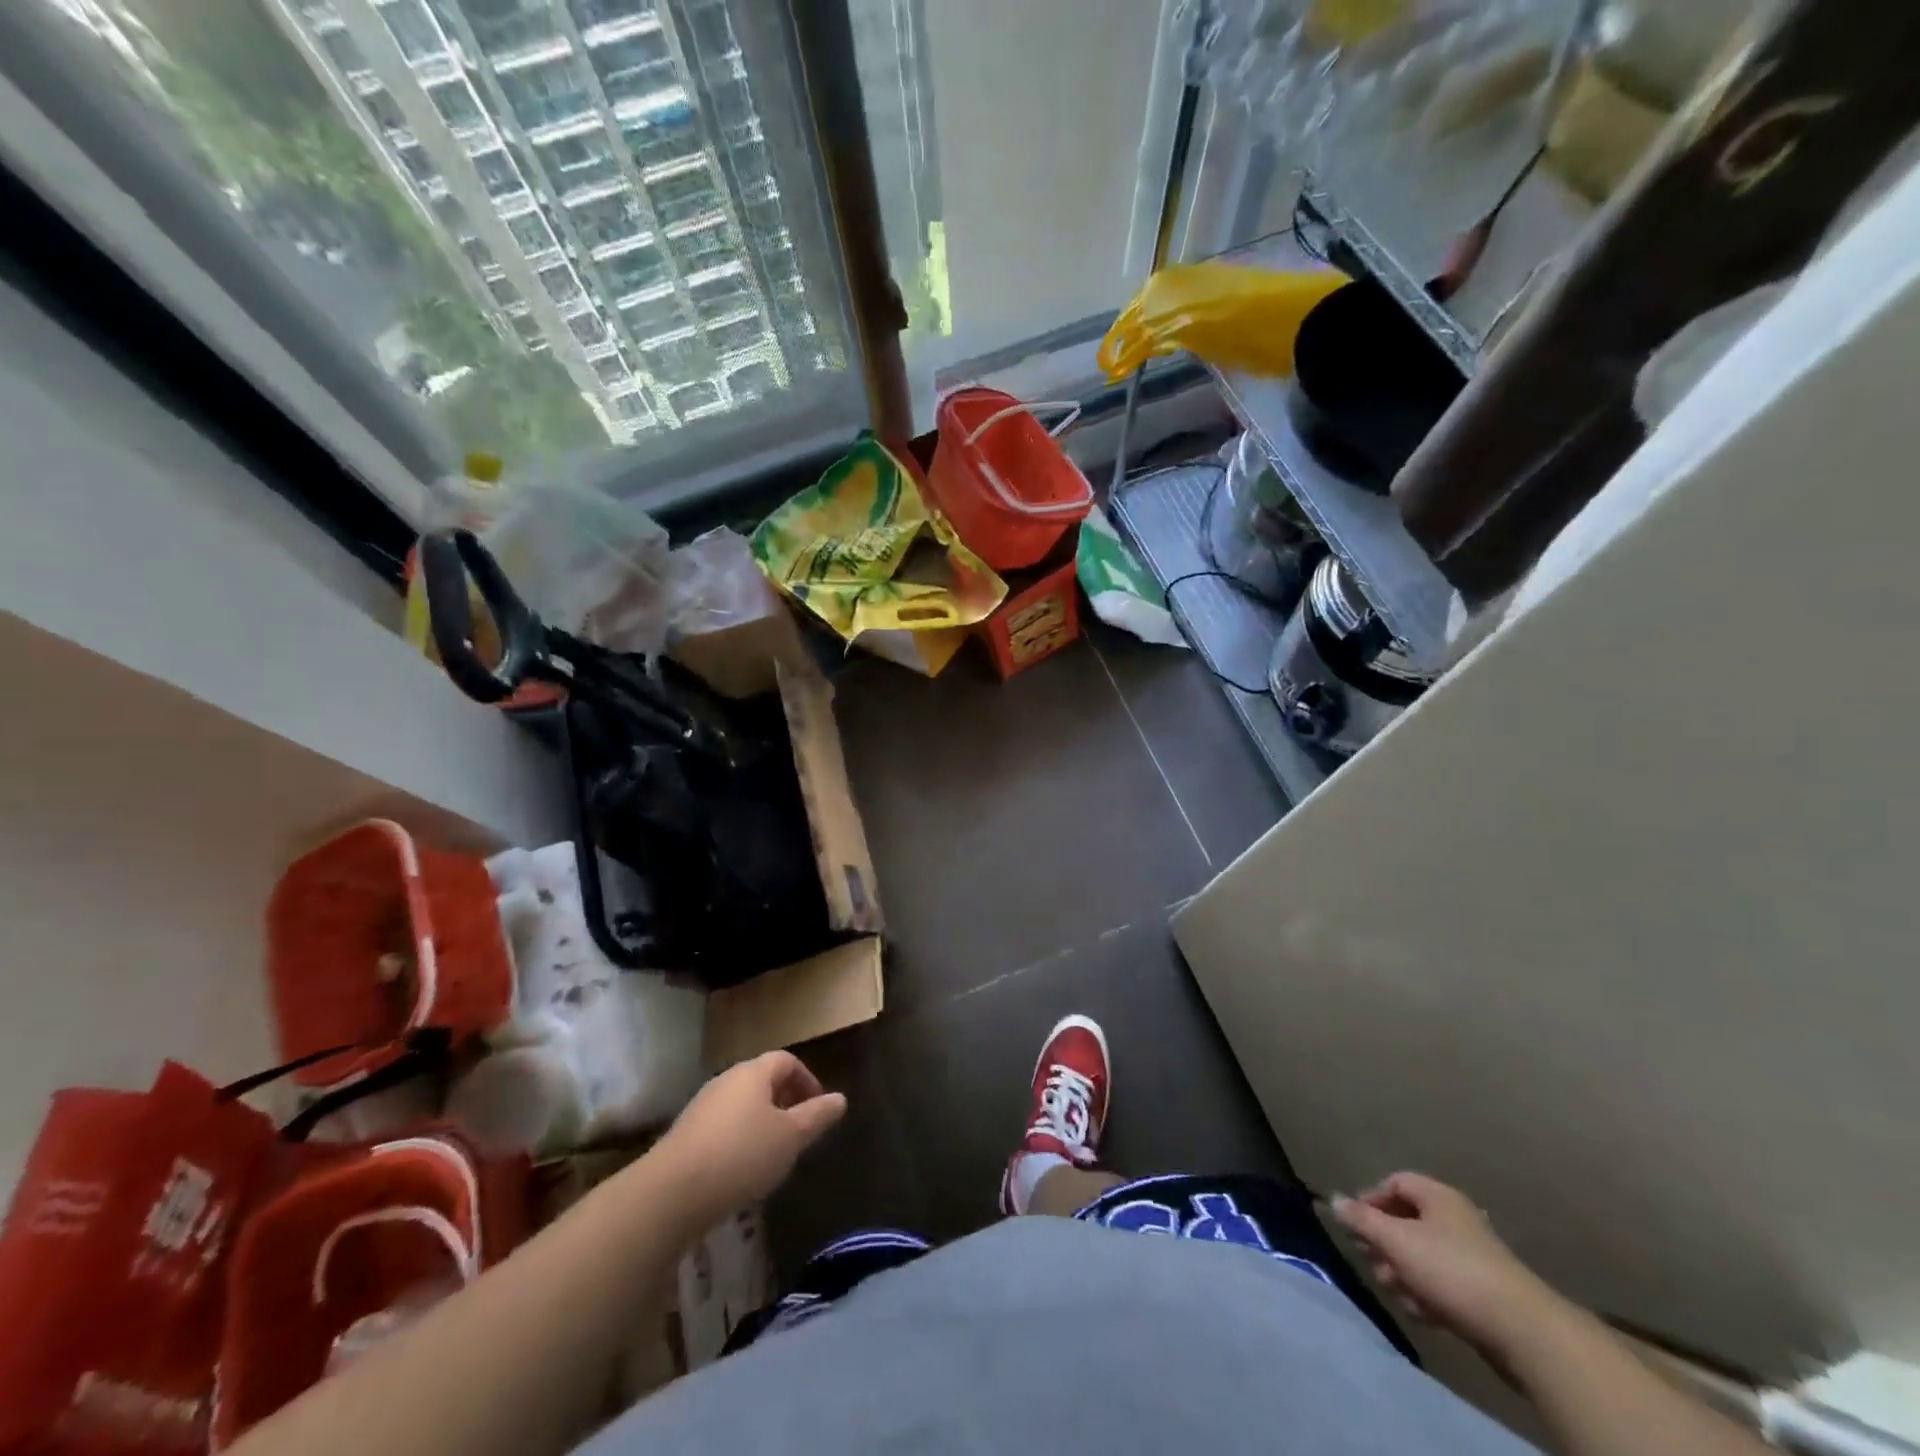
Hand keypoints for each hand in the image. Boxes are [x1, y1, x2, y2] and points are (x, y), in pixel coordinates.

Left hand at [659, 1052, 846, 1219]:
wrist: (670, 1194)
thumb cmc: (741, 1155)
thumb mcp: (790, 1137)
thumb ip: (817, 1116)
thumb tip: (840, 1099)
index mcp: (753, 1073)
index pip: (786, 1061)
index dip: (807, 1080)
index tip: (819, 1108)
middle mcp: (726, 1081)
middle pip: (762, 1081)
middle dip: (785, 1102)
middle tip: (800, 1132)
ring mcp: (702, 1107)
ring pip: (742, 1106)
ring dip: (762, 1123)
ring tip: (775, 1155)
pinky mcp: (685, 1135)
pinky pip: (722, 1127)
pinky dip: (739, 1140)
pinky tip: (742, 1171)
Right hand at [1332, 1172, 1558, 1359]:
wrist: (1523, 1331)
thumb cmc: (1451, 1270)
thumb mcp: (1396, 1240)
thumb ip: (1361, 1219)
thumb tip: (1333, 1199)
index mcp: (1437, 1197)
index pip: (1394, 1183)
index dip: (1370, 1200)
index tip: (1356, 1225)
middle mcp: (1455, 1219)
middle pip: (1406, 1221)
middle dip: (1384, 1244)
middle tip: (1374, 1263)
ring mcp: (1472, 1257)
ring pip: (1421, 1256)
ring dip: (1403, 1273)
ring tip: (1397, 1292)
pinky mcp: (1482, 1292)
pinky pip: (1442, 1284)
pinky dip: (1427, 1294)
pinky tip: (1424, 1314)